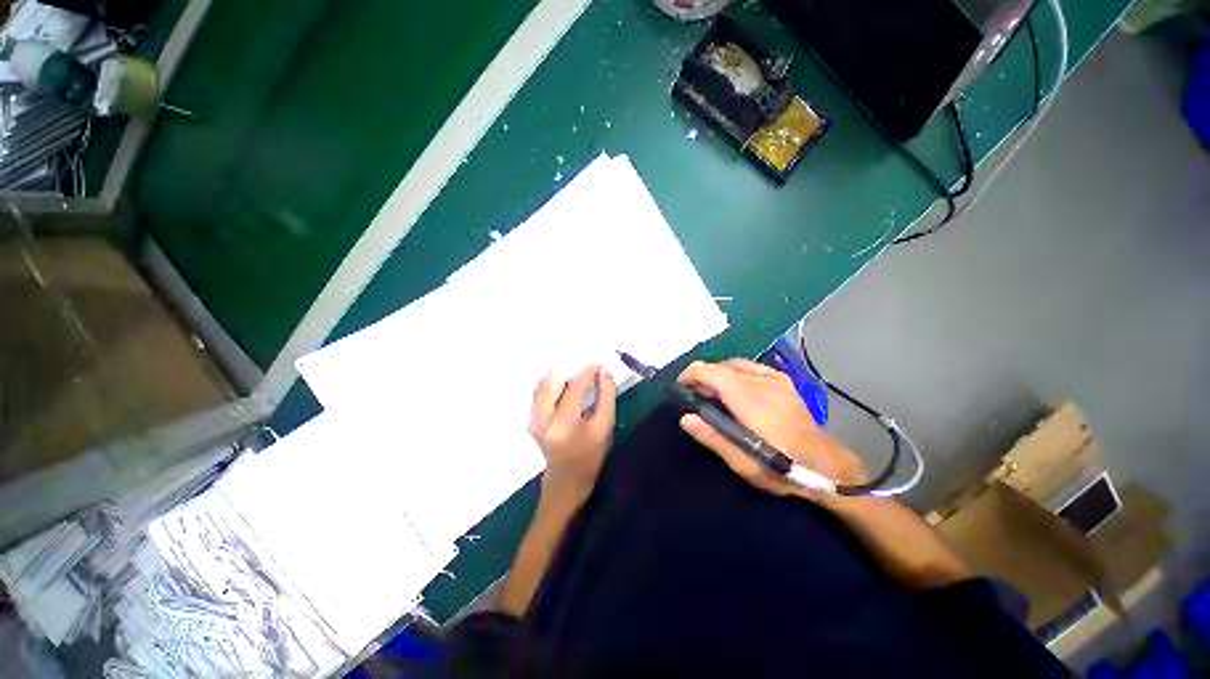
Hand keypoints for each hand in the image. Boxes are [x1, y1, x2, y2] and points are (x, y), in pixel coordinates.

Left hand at [529, 365, 616, 507]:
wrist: (567, 479)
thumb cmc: (590, 455)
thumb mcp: (604, 427)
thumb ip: (606, 397)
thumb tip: (604, 372)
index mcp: (563, 423)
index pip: (575, 387)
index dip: (589, 372)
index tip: (600, 366)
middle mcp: (542, 419)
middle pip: (554, 379)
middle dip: (573, 371)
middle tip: (589, 373)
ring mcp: (533, 418)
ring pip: (544, 383)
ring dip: (563, 377)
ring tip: (579, 380)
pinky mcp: (530, 418)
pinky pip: (540, 392)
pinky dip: (554, 384)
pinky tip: (566, 387)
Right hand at [677, 359, 865, 500]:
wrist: (827, 465)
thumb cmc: (783, 469)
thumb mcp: (744, 464)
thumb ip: (713, 438)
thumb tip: (685, 418)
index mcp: (751, 401)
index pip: (712, 372)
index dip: (691, 374)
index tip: (680, 388)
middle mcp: (763, 382)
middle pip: (721, 366)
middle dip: (702, 377)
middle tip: (696, 398)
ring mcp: (775, 378)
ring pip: (734, 364)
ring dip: (717, 374)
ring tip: (712, 394)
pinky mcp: (783, 379)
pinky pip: (749, 367)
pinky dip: (734, 372)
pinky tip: (735, 388)